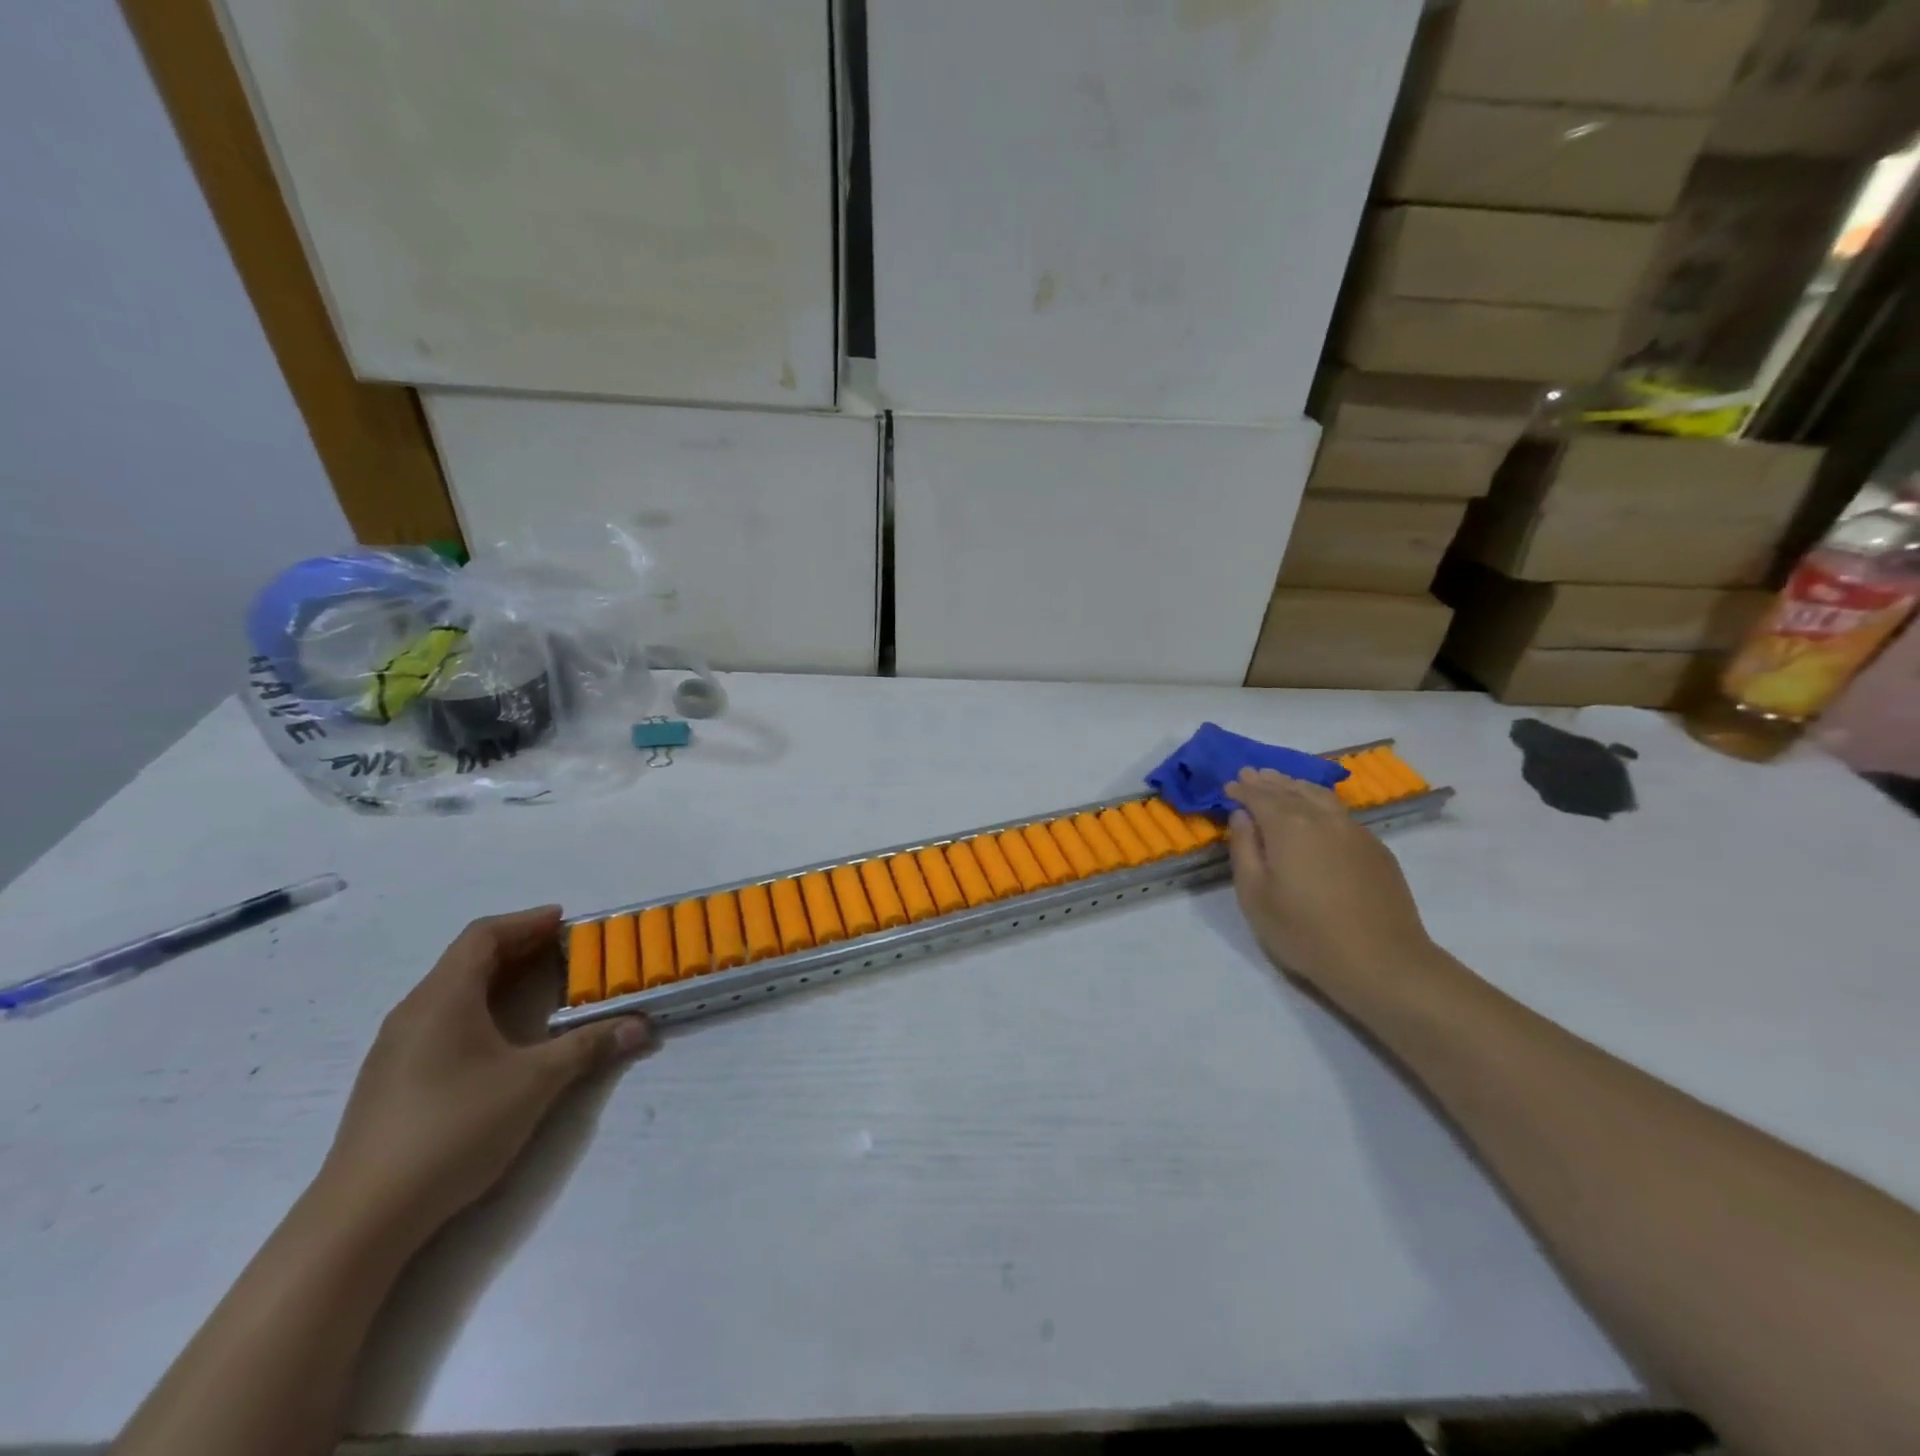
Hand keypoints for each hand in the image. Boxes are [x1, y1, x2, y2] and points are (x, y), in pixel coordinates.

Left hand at [316, 907, 649, 1246]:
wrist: (362, 1219)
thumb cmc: (453, 1129)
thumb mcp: (534, 1083)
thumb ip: (588, 1047)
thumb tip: (639, 1025)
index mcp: (443, 998)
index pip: (483, 936)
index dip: (526, 922)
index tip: (565, 921)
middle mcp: (414, 1012)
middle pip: (467, 960)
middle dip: (519, 948)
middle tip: (565, 950)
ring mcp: (396, 1048)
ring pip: (452, 991)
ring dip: (498, 979)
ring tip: (540, 987)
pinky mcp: (391, 1080)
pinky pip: (441, 1020)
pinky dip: (479, 1007)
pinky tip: (500, 1037)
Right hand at [1225, 768, 1436, 1007]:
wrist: (1382, 961)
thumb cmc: (1305, 931)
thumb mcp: (1255, 895)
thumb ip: (1244, 849)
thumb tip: (1241, 816)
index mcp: (1288, 826)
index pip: (1259, 796)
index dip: (1242, 789)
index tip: (1228, 785)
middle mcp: (1322, 818)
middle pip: (1290, 790)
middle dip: (1268, 781)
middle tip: (1251, 774)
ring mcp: (1354, 831)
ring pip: (1320, 796)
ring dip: (1296, 786)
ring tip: (1282, 782)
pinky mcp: (1376, 848)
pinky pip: (1340, 812)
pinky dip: (1320, 802)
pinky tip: (1317, 809)